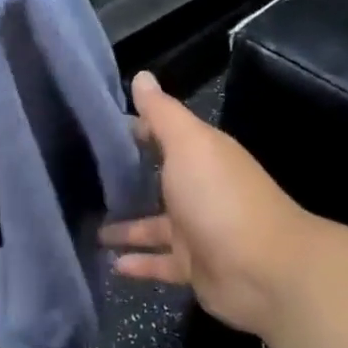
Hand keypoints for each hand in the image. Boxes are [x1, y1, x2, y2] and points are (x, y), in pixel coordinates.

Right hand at [99, 72, 321, 336]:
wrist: (265, 272)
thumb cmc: (220, 198)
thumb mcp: (188, 144)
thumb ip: (162, 113)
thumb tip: (141, 76)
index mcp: (201, 155)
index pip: (162, 134)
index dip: (134, 128)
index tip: (97, 129)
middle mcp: (199, 189)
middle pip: (157, 179)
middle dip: (126, 178)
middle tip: (82, 178)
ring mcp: (196, 230)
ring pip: (153, 225)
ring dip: (126, 226)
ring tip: (88, 225)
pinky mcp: (194, 267)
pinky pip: (159, 262)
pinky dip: (137, 263)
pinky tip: (111, 263)